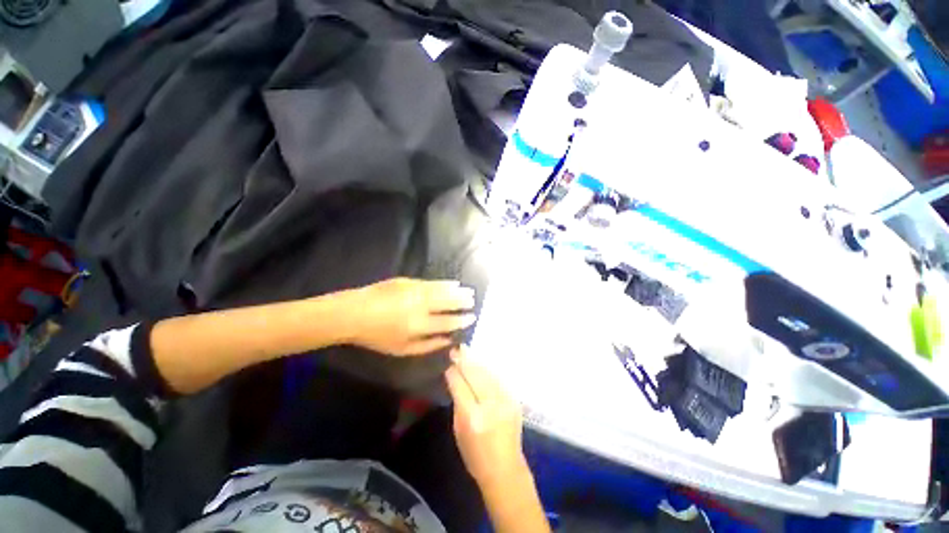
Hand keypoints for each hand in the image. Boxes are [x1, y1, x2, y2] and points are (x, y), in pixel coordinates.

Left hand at [348, 278, 476, 355]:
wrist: (354, 313)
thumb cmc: (377, 336)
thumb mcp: (402, 349)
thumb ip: (428, 346)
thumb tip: (448, 340)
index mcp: (418, 326)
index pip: (447, 322)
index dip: (461, 320)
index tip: (472, 317)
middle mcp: (420, 307)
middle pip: (448, 302)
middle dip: (463, 301)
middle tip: (473, 300)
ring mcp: (414, 291)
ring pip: (442, 290)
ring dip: (457, 291)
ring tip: (468, 291)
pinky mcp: (407, 281)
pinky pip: (431, 282)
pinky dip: (444, 283)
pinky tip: (453, 283)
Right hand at [445, 346, 527, 489]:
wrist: (505, 468)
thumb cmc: (475, 455)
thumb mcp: (458, 429)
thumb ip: (457, 401)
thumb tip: (454, 377)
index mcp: (473, 417)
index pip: (461, 385)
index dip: (454, 371)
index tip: (448, 359)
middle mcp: (491, 406)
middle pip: (476, 375)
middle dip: (465, 360)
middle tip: (456, 348)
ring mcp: (505, 401)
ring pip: (488, 374)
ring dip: (476, 362)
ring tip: (466, 351)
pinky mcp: (514, 399)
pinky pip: (497, 379)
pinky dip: (487, 370)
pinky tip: (480, 364)